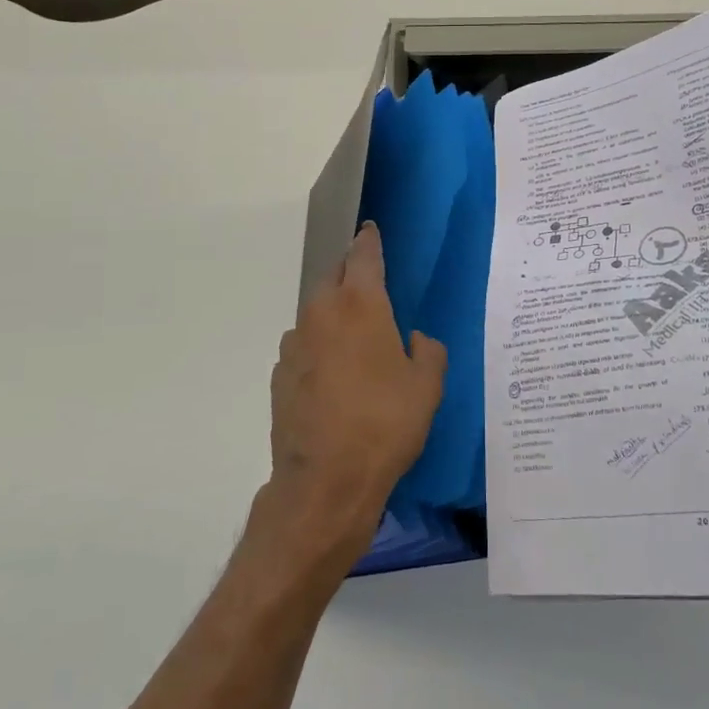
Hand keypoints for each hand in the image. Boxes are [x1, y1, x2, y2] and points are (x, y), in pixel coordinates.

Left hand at [262, 222, 447, 565]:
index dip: (369, 240)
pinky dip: (318, 347)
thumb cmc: (385, 424)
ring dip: (332, 313)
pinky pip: (303, 345)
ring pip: (315, 312)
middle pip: (334, 277)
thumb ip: (428, 352)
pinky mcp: (279, 374)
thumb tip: (415, 339)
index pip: (363, 255)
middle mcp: (321, 313)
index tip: (369, 229)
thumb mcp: (426, 388)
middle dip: (350, 274)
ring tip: (353, 337)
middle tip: (369, 285)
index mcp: (360, 305)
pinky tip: (332, 375)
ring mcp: (294, 343)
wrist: (325, 480)